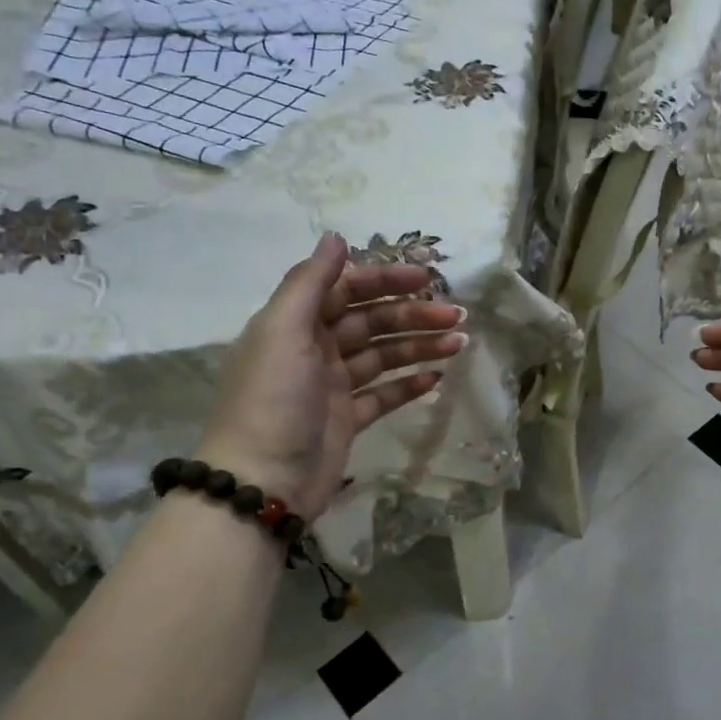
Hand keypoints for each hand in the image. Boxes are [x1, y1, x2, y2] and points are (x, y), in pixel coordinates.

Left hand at [196, 233, 465, 519]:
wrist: (261, 483)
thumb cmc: (272, 399)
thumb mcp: (282, 332)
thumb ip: (310, 282)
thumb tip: (336, 237)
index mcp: (296, 323)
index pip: (347, 289)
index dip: (385, 280)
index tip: (426, 278)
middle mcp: (314, 349)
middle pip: (372, 321)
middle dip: (413, 315)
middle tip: (456, 315)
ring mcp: (333, 386)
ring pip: (384, 356)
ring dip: (420, 346)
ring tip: (459, 344)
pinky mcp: (348, 419)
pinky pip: (384, 394)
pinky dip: (409, 385)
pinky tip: (437, 377)